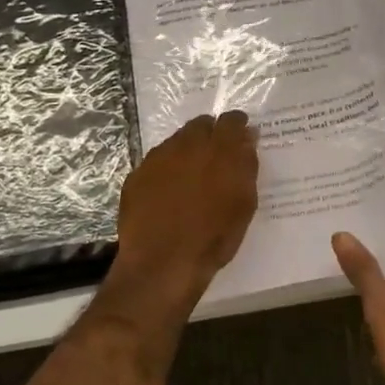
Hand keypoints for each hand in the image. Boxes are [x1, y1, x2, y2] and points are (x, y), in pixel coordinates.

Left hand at [115, 112, 258, 291]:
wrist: (162, 263)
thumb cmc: (214, 238)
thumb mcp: (244, 204)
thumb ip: (246, 166)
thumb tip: (247, 140)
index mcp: (219, 150)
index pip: (231, 121)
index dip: (238, 127)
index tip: (242, 137)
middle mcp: (187, 145)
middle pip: (201, 125)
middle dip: (210, 134)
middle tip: (216, 157)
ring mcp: (158, 158)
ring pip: (176, 141)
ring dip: (187, 151)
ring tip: (192, 176)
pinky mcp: (137, 175)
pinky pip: (156, 162)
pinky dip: (166, 170)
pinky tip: (168, 192)